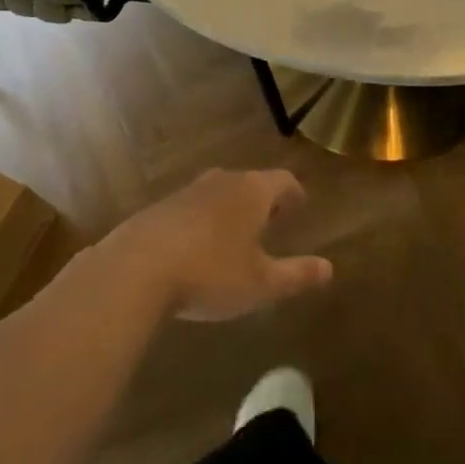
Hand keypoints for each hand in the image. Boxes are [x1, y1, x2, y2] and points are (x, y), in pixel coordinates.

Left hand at [101, 168, 332, 321]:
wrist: (135, 269)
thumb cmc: (210, 272)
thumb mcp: (260, 283)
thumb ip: (296, 275)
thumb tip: (329, 269)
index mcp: (252, 192)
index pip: (283, 180)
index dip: (294, 193)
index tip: (300, 206)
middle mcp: (221, 182)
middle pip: (249, 182)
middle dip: (262, 200)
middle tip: (271, 220)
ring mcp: (186, 192)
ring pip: (218, 193)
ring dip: (229, 209)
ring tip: (235, 234)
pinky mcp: (158, 209)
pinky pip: (190, 209)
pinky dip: (201, 221)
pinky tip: (196, 248)